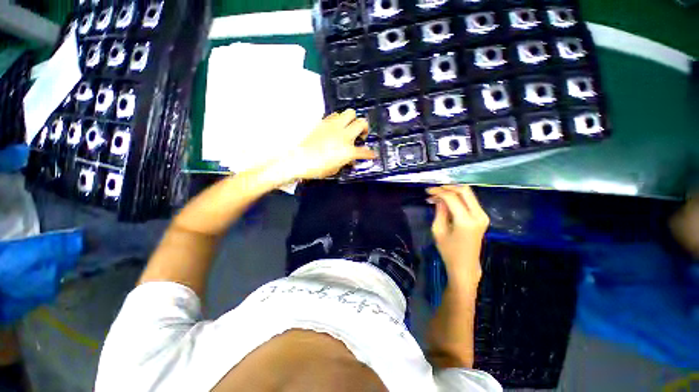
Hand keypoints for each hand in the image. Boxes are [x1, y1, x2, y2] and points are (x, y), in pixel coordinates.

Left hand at [282, 109, 375, 180]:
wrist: (299, 160)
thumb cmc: (318, 169)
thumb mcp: (335, 168)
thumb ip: (345, 161)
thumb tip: (349, 159)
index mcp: (348, 150)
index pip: (365, 152)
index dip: (371, 154)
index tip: (373, 154)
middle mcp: (344, 135)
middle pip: (362, 123)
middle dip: (365, 128)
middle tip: (361, 135)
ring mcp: (334, 127)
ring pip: (350, 113)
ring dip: (352, 120)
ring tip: (348, 128)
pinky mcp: (324, 122)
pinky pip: (336, 115)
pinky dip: (339, 119)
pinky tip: (336, 127)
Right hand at [427, 185, 489, 283]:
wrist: (465, 266)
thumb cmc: (448, 251)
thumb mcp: (438, 230)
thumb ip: (439, 211)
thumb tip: (438, 198)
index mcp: (465, 221)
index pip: (452, 198)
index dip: (439, 192)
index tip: (427, 191)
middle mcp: (478, 215)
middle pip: (465, 191)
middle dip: (448, 187)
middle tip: (434, 190)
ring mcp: (483, 216)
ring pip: (468, 194)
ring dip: (453, 192)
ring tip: (438, 195)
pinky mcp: (482, 217)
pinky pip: (470, 201)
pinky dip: (458, 198)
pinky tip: (447, 201)